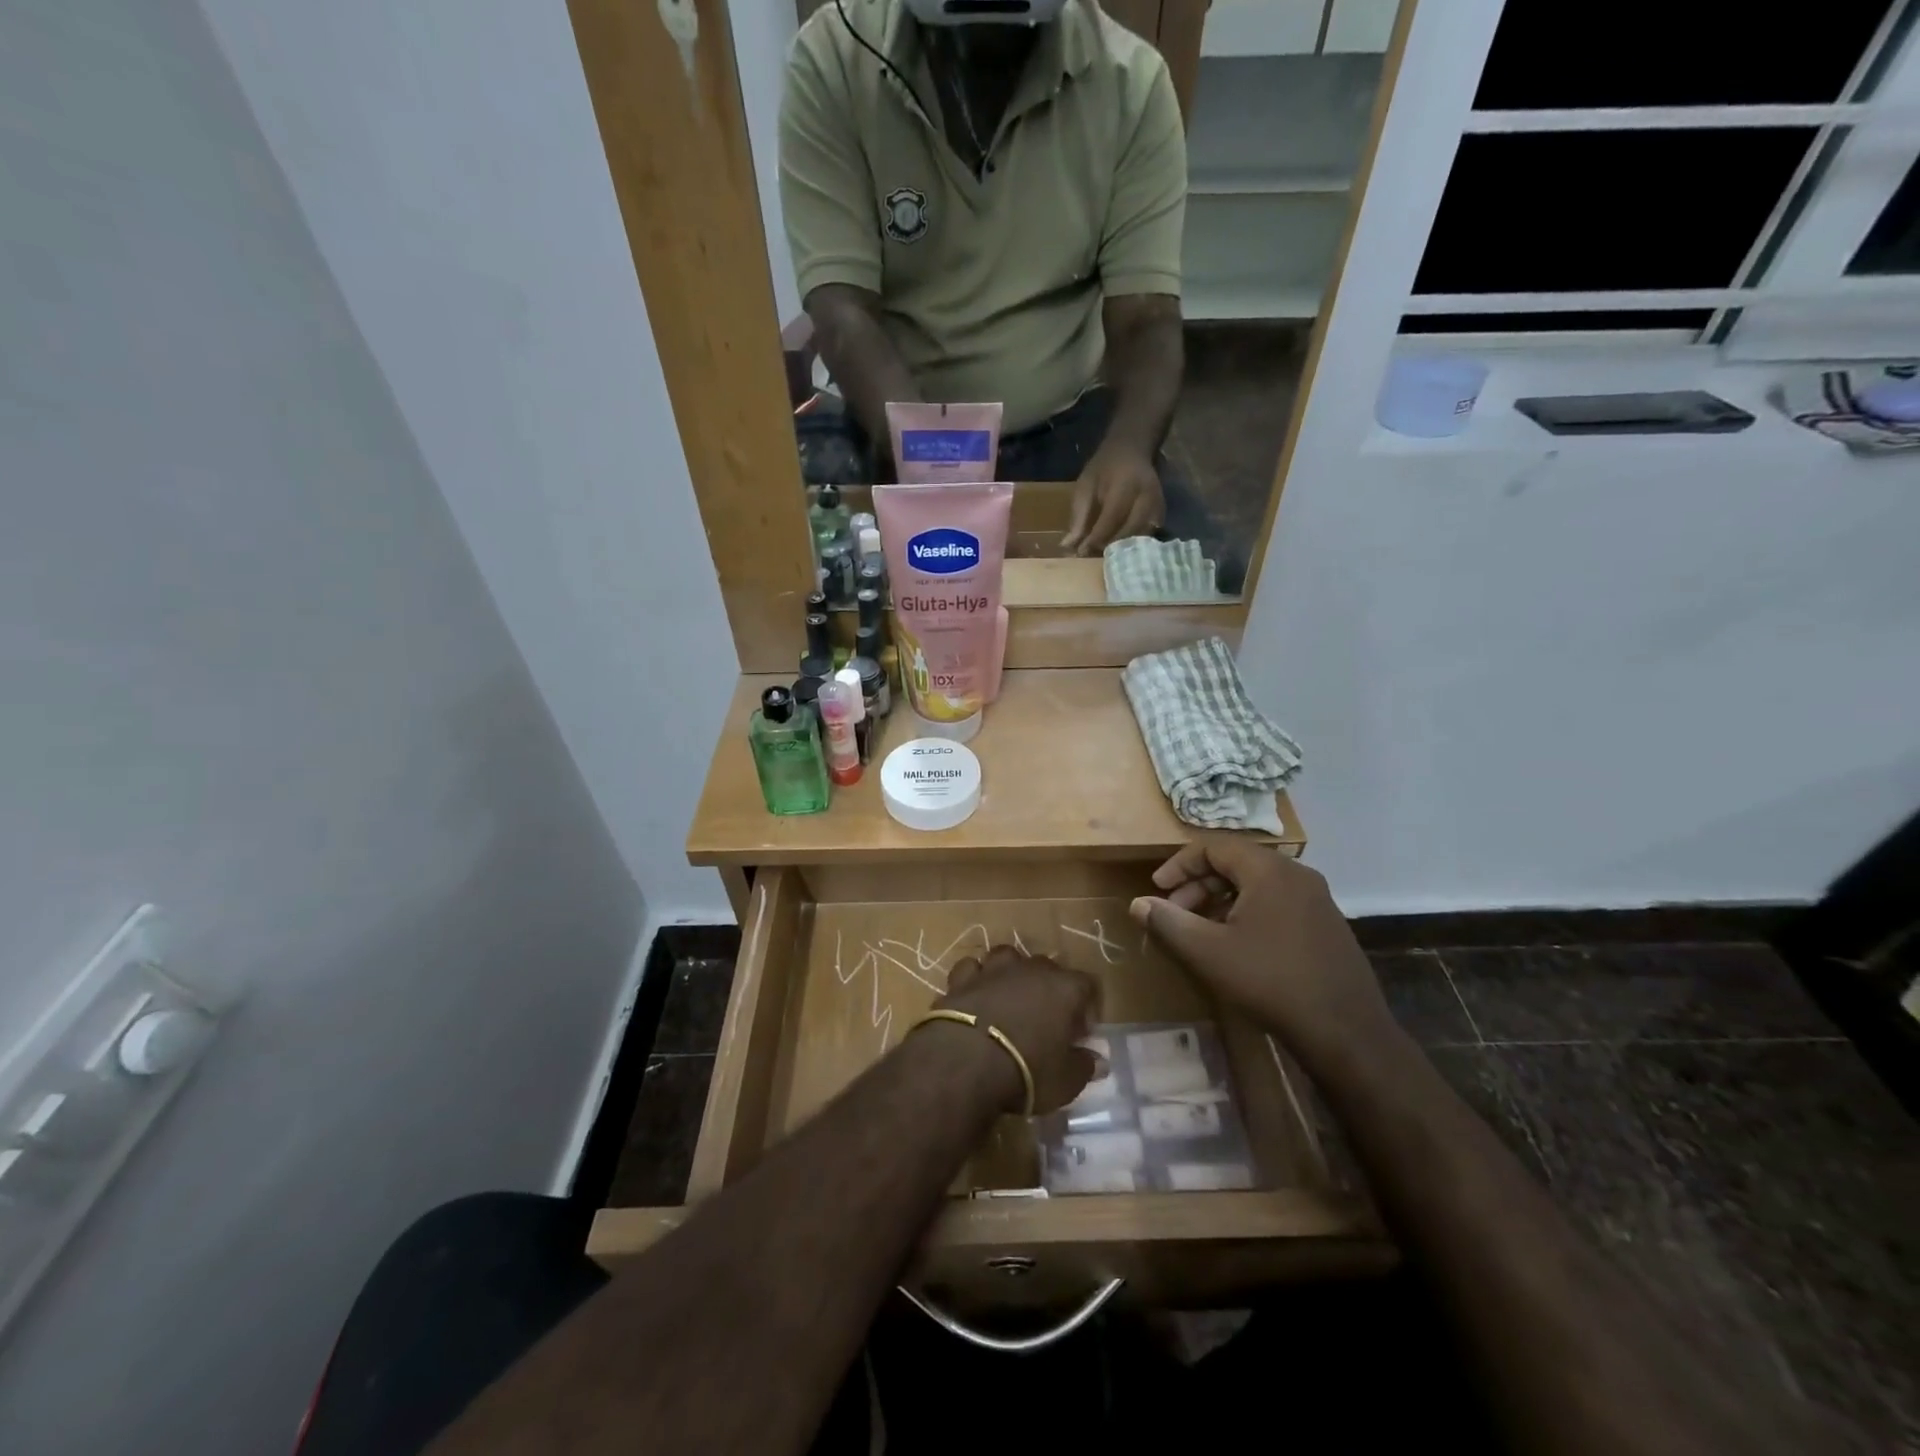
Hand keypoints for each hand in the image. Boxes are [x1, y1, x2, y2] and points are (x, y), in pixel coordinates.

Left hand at [931, 946, 1100, 1112]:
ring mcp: (993, 969)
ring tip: (1009, 999)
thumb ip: (1084, 1066)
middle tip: (1046, 1021)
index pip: (1088, 984)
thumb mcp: (1066, 1081)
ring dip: (1011, 974)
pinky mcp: (961, 978)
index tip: (1081, 1034)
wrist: (964, 1062)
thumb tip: (1098, 1060)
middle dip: (1050, 990)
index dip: (1088, 1007)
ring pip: (1008, 957)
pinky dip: (976, 979)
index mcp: (1064, 988)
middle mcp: (1030, 969)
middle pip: (1048, 968)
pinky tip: (975, 996)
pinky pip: (972, 968)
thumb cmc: (1026, 1071)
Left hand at [1060, 442, 1163, 555]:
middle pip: (1129, 532)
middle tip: (1092, 557)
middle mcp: (1146, 497)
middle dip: (1109, 547)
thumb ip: (1078, 517)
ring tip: (1103, 556)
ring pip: (1140, 538)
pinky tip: (1118, 551)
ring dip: (1121, 550)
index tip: (1081, 553)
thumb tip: (1067, 546)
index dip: (1096, 539)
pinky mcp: (1161, 515)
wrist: (1131, 451)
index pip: (1111, 519)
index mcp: (1126, 485)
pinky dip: (1132, 547)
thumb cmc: (1104, 469)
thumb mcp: (1085, 487)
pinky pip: (1147, 537)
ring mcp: (1158, 506)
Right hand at [1128, 837, 1395, 1068]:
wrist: (1346, 1031)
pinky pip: (1278, 901)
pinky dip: (1248, 910)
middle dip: (1198, 883)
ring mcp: (1318, 899)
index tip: (1157, 889)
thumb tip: (1139, 903)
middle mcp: (1297, 874)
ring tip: (1200, 929)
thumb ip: (1168, 922)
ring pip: (1257, 883)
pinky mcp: (1327, 924)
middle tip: (1175, 911)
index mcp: (1270, 870)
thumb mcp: (1208, 952)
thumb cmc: (1270, 981)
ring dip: (1221, 898)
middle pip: (1236, 862)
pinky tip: (1237, 944)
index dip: (1180, 865)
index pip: (1214, 847)